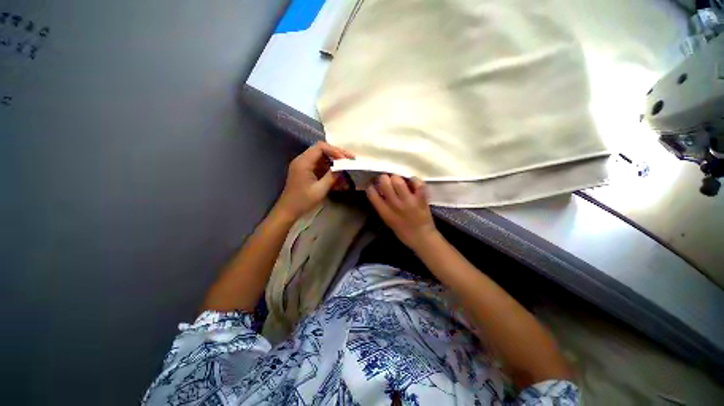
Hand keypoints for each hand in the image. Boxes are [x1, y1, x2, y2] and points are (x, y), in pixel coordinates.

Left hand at [276, 142, 354, 219]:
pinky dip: (330, 171)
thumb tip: (343, 168)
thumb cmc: (303, 201)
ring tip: (347, 171)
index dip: (335, 150)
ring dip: (335, 164)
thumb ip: (332, 176)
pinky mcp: (307, 172)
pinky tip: (339, 180)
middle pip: (322, 150)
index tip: (346, 159)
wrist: (288, 211)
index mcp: (303, 162)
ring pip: (323, 159)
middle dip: (337, 155)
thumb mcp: (320, 190)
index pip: (320, 147)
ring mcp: (304, 166)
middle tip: (350, 161)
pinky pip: (320, 167)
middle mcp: (303, 160)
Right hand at [366, 174, 438, 250]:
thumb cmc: (403, 231)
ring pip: (398, 180)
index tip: (373, 184)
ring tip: (399, 181)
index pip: (372, 194)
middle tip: (387, 179)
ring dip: (397, 178)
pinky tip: (413, 183)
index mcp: (385, 212)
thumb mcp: (387, 220)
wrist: (422, 238)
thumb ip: (382, 207)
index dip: (371, 186)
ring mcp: (409, 201)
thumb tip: (378, 191)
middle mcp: (395, 205)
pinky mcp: (421, 199)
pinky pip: (417, 183)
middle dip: (384, 178)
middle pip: (384, 182)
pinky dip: (415, 181)